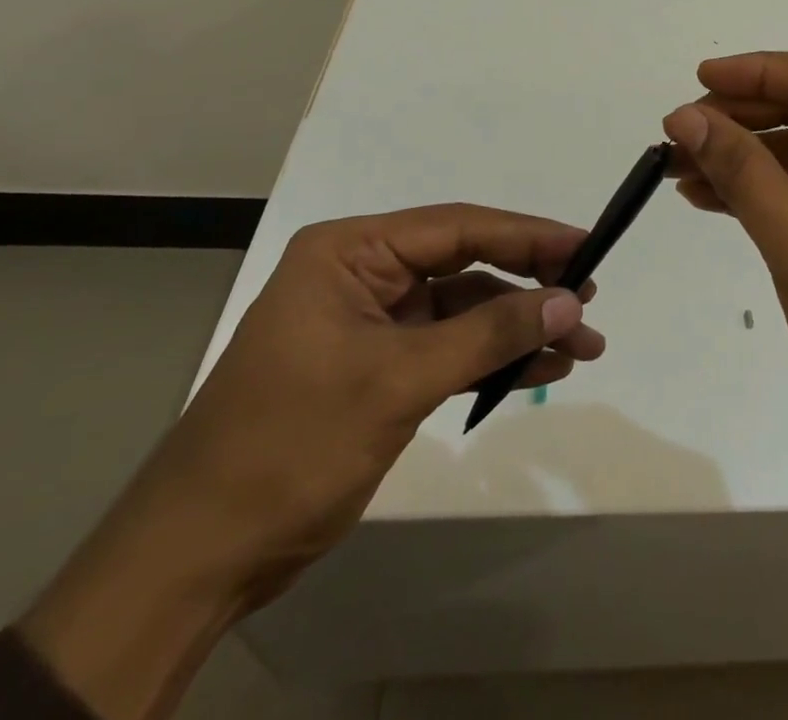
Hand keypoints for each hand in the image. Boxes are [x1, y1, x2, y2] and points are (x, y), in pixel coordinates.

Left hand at [20, 206, 603, 719]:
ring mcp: (373, 323)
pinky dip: (493, 358)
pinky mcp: (380, 367)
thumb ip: (488, 334)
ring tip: (583, 346)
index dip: (527, 235)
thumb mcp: (397, 381)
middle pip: (466, 265)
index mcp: (352, 252)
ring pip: (465, 309)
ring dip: (520, 327)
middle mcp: (364, 274)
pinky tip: (541, 368)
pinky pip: (451, 348)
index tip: (585, 245)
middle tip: (589, 301)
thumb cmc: (289, 447)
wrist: (197, 559)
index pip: (457, 227)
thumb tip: (571, 302)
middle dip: (530, 285)